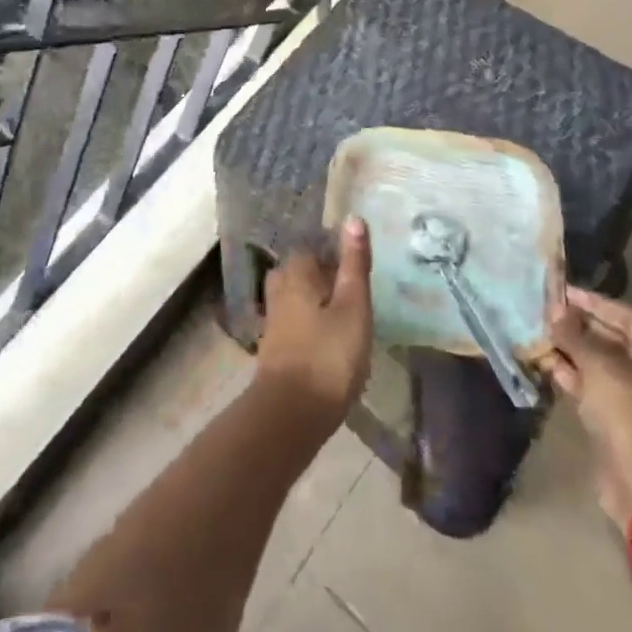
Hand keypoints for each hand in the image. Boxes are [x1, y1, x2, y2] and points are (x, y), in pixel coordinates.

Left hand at [254, 219, 373, 427]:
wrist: (291, 413)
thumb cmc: (328, 355)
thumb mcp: (352, 306)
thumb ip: (353, 264)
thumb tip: (353, 218)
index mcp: (296, 271)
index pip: (313, 245)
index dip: (335, 251)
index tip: (358, 262)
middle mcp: (279, 286)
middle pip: (303, 269)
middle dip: (325, 274)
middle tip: (356, 287)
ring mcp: (274, 316)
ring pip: (298, 294)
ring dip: (319, 299)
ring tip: (346, 311)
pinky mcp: (275, 344)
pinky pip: (295, 318)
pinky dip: (311, 320)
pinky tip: (329, 336)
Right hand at [539, 288, 631, 527]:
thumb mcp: (599, 367)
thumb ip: (575, 334)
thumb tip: (554, 309)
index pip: (631, 319)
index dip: (593, 304)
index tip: (562, 292)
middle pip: (624, 346)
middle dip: (584, 331)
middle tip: (550, 316)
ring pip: (615, 373)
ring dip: (580, 357)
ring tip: (545, 339)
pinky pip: (613, 396)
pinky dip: (586, 383)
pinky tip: (554, 369)